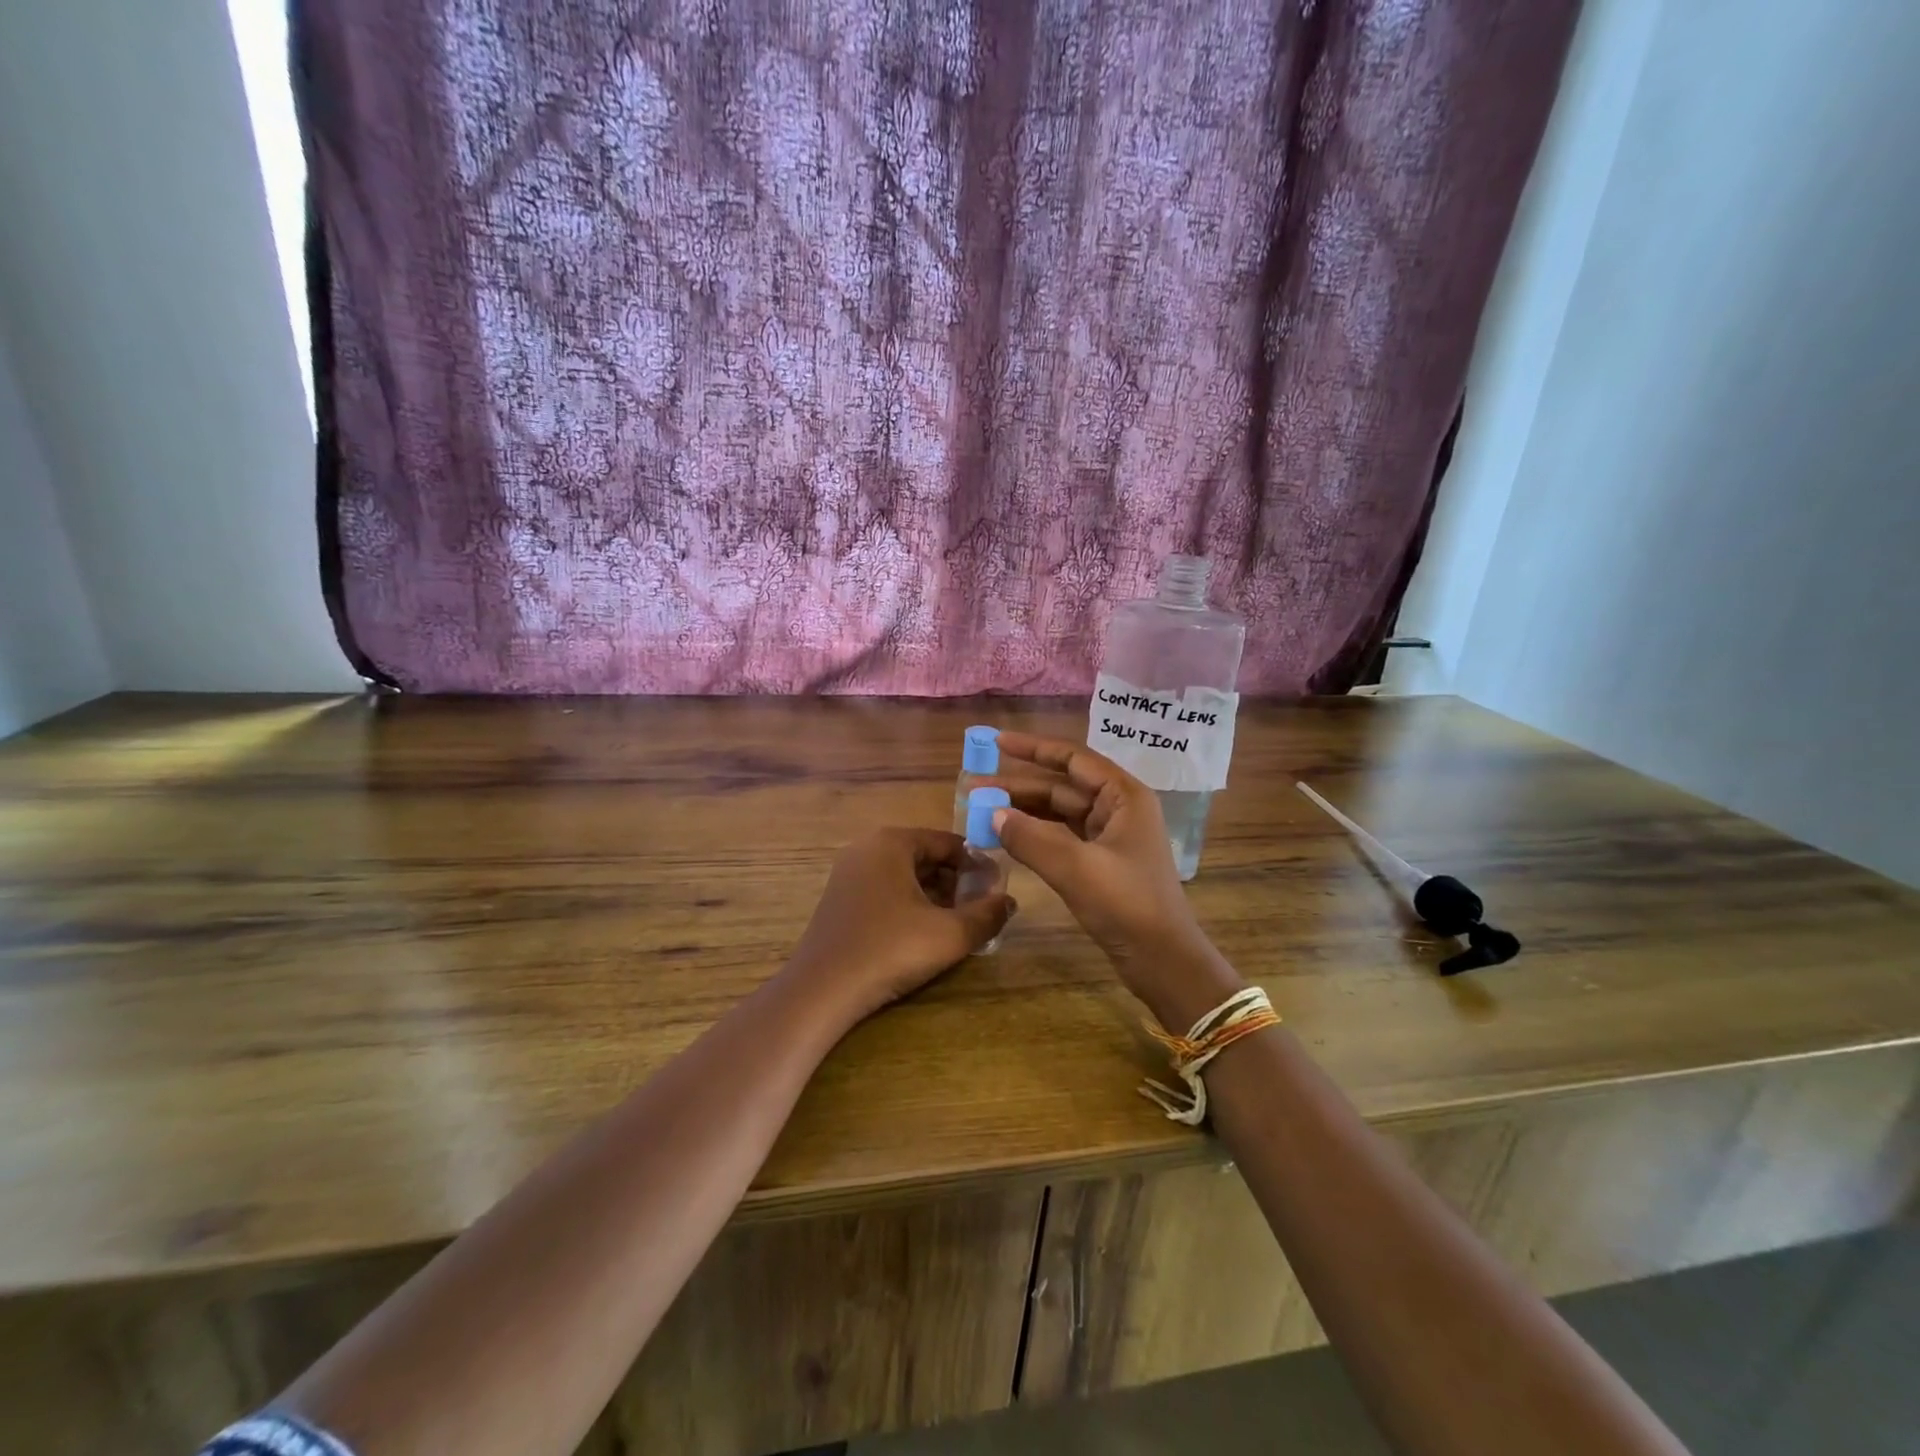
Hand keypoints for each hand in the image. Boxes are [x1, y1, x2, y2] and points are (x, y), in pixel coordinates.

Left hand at [784, 827, 1013, 1025]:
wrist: (822, 990)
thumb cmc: (890, 950)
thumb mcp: (950, 934)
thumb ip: (987, 915)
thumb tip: (1009, 902)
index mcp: (892, 842)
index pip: (949, 842)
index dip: (977, 866)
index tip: (997, 892)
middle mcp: (868, 848)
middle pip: (926, 856)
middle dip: (956, 882)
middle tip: (979, 911)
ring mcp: (849, 873)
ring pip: (906, 875)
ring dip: (935, 895)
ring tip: (956, 925)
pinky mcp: (840, 899)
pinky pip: (885, 890)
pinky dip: (909, 904)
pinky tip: (923, 934)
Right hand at [992, 732, 1241, 1027]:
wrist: (1163, 960)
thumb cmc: (1127, 905)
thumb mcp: (1076, 868)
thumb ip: (1031, 838)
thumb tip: (992, 813)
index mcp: (1125, 796)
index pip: (1073, 758)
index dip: (1034, 748)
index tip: (997, 742)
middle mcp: (1119, 809)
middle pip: (1062, 786)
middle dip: (1019, 785)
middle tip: (974, 787)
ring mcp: (1111, 837)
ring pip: (1060, 813)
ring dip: (1024, 811)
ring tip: (983, 811)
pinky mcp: (1102, 863)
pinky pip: (1062, 837)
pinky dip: (1036, 835)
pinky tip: (1008, 838)